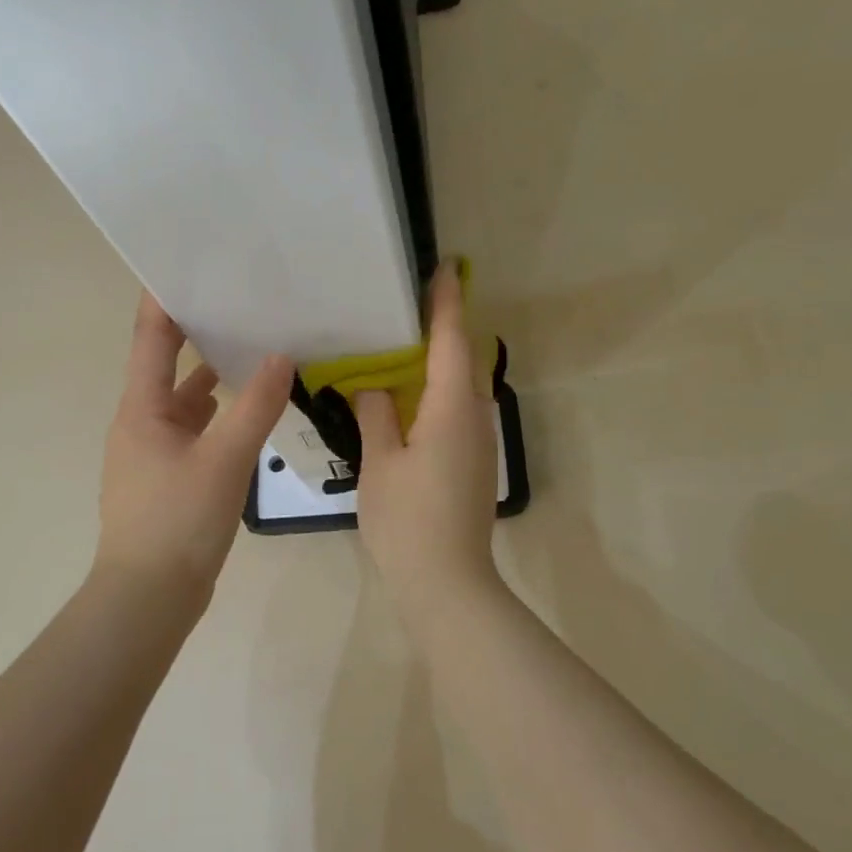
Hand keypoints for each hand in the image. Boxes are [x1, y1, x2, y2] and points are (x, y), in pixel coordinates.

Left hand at [94, 293, 292, 597]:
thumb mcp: (224, 460)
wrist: (149, 598)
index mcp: (141, 409)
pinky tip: (248, 412)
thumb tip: (282, 357)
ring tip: (252, 348)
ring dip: (211, 376)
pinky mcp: (168, 477)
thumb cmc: (178, 521)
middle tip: (238, 300)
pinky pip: (194, 431)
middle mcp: (141, 422)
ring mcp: (152, 452)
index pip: (150, 337)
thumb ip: (255, 407)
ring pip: (183, 401)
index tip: (189, 261)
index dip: (165, 297)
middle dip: (198, 332)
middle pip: (167, 364)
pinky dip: (217, 415)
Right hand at [355, 263, 501, 612]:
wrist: (447, 584)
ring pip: (461, 386)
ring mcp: (479, 442)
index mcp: (451, 409)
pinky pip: (457, 410)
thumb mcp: (380, 463)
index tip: (443, 268)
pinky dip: (436, 391)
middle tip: (407, 304)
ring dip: (438, 361)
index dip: (446, 303)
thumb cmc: (408, 521)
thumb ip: (375, 416)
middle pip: (462, 359)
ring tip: (401, 344)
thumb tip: (372, 386)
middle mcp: (475, 417)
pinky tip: (408, 397)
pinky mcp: (474, 462)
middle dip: (442, 327)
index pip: (451, 341)